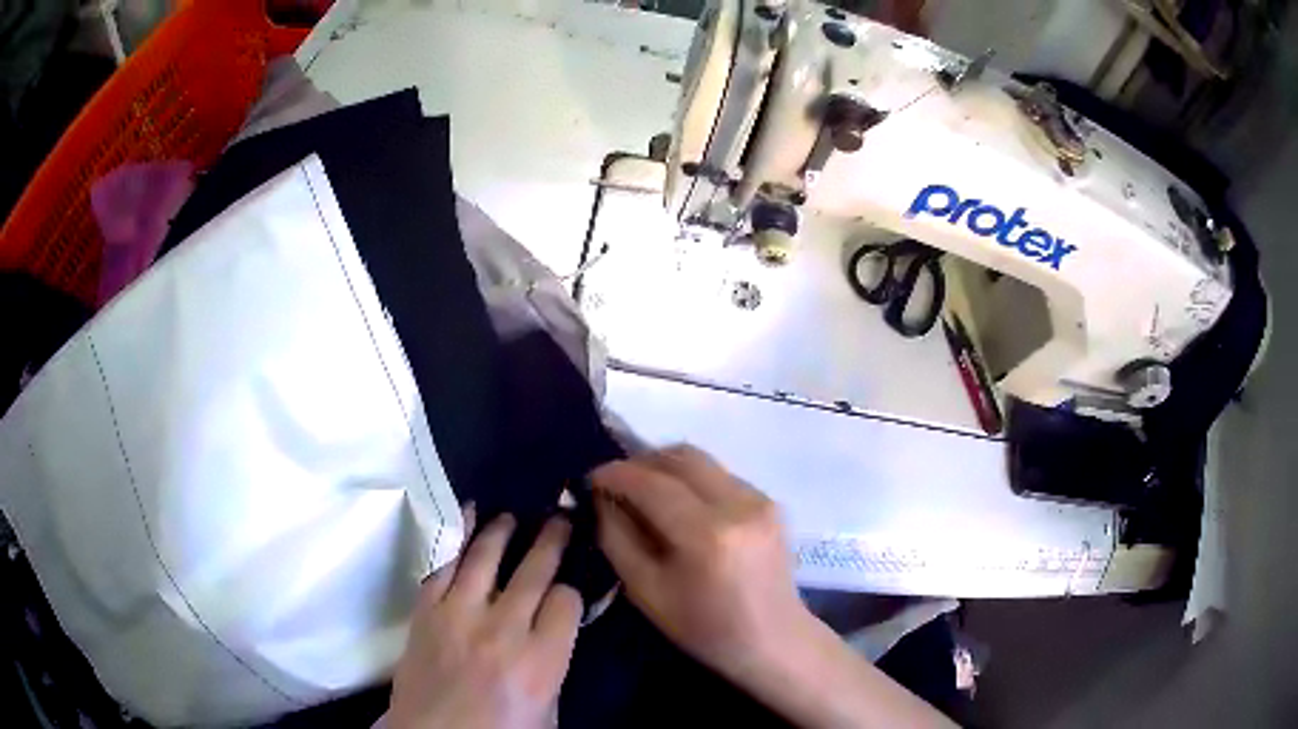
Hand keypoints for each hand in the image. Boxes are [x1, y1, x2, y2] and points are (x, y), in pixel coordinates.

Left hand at [387, 508, 582, 728]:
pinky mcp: (426, 612)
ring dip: (502, 530)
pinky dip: (455, 536)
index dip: (571, 591)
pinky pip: (442, 564)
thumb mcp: (547, 712)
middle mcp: (503, 631)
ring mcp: (459, 616)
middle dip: (551, 540)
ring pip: (486, 557)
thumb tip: (557, 629)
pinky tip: (465, 516)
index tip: (567, 589)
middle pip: (534, 571)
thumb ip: (554, 667)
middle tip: (558, 517)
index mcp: (540, 662)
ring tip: (512, 514)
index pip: (566, 603)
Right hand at [591, 445, 810, 678]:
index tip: (590, 478)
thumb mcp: (645, 591)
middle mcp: (738, 504)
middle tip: (616, 483)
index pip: (652, 483)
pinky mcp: (770, 501)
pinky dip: (691, 481)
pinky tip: (680, 508)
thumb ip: (617, 538)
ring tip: (644, 492)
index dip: (615, 474)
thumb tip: (600, 497)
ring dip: (666, 468)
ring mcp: (760, 498)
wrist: (772, 639)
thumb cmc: (704, 627)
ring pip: (701, 461)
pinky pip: (720, 475)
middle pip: (680, 457)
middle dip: (640, 462)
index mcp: (707, 535)